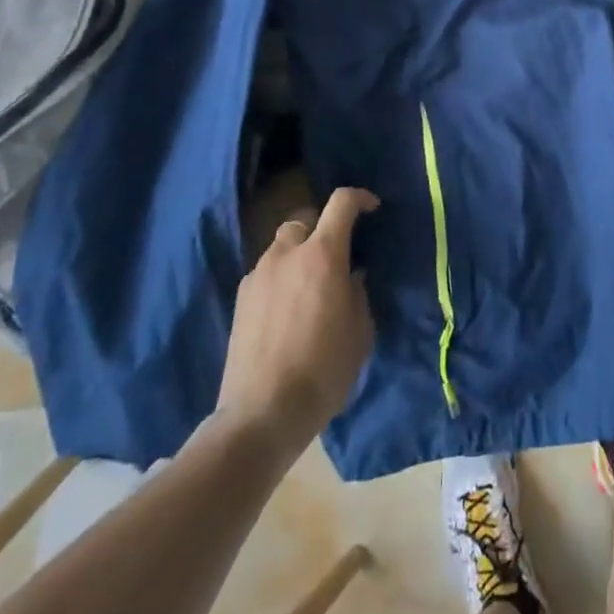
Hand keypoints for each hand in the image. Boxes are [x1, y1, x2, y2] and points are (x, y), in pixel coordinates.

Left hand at [212, 186, 378, 456]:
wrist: (261, 415)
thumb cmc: (323, 370)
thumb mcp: (360, 330)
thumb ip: (358, 292)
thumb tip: (350, 277)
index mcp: (322, 254)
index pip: (341, 202)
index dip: (360, 198)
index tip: (372, 208)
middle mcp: (287, 254)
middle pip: (305, 218)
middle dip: (322, 228)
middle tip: (337, 254)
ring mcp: (258, 276)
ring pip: (282, 246)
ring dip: (299, 254)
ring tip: (311, 285)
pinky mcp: (240, 300)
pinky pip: (267, 273)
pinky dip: (281, 278)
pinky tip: (288, 310)